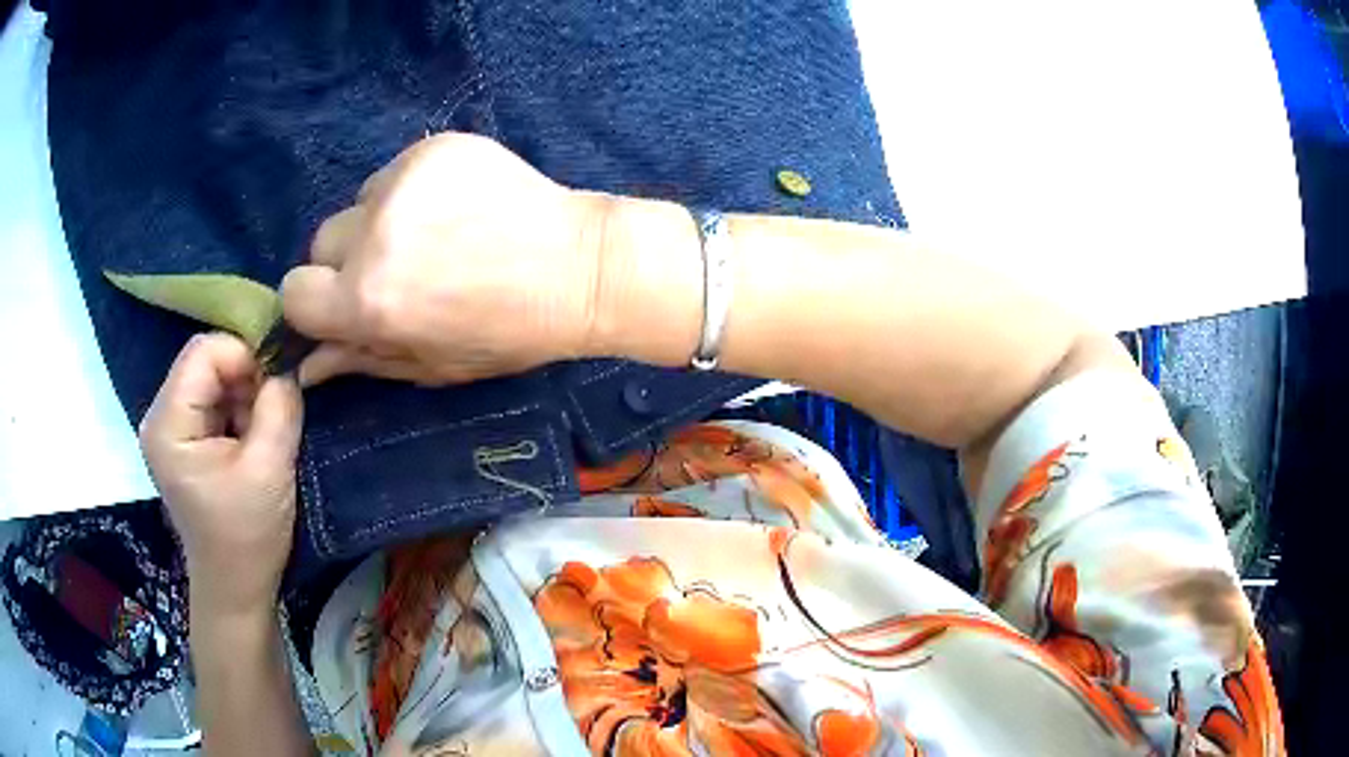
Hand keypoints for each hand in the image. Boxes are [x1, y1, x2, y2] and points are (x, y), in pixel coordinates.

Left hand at [139, 333, 302, 615]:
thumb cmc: (247, 537)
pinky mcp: (184, 438)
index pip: (204, 351)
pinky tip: (252, 441)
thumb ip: (279, 407)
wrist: (235, 588)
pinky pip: (214, 399)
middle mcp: (160, 415)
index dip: (246, 357)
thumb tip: (288, 366)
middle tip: (274, 413)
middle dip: (247, 377)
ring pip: (213, 377)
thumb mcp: (269, 470)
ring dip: (245, 395)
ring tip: (264, 434)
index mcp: (168, 423)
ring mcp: (170, 427)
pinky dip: (239, 409)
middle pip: (207, 361)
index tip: (278, 388)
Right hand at [280, 132, 613, 385]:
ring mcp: (403, 181)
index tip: (345, 303)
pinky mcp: (433, 147)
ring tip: (438, 236)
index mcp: (367, 300)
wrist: (578, 267)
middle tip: (401, 271)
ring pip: (359, 204)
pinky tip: (456, 207)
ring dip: (380, 222)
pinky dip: (412, 191)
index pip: (294, 291)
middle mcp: (373, 235)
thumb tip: (306, 366)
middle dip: (346, 261)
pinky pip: (395, 172)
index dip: (317, 301)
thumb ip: (360, 361)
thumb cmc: (506, 331)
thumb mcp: (430, 364)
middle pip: (321, 242)